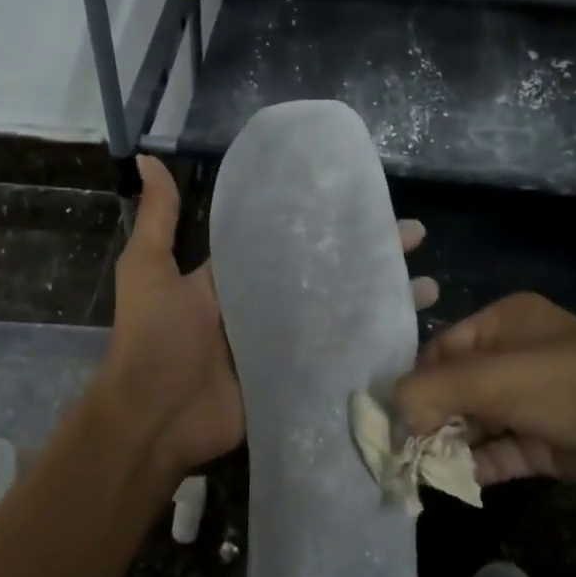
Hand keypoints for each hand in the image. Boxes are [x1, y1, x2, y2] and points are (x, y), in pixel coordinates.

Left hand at [96, 157, 439, 477]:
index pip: (290, 239)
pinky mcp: (297, 379)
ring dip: (382, 297)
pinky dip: (373, 345)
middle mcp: (266, 305)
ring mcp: (285, 344)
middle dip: (369, 255)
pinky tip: (413, 332)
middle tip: (415, 236)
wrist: (154, 418)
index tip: (367, 200)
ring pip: (342, 312)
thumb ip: (158, 218)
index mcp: (237, 277)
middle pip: (327, 273)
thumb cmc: (154, 338)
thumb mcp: (150, 268)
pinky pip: (339, 357)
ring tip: (428, 285)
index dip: (326, 221)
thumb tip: (147, 157)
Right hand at [395, 292, 575, 508]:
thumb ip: (432, 392)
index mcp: (504, 322)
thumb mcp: (494, 378)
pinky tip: (454, 482)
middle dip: (430, 418)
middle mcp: (517, 356)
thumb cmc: (571, 385)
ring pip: (477, 422)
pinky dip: (478, 465)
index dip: (415, 382)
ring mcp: (536, 401)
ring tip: (421, 471)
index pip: (442, 349)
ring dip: (450, 445)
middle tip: (401, 450)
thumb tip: (387, 414)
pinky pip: (502, 451)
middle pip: (457, 387)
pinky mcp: (550, 441)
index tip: (391, 417)